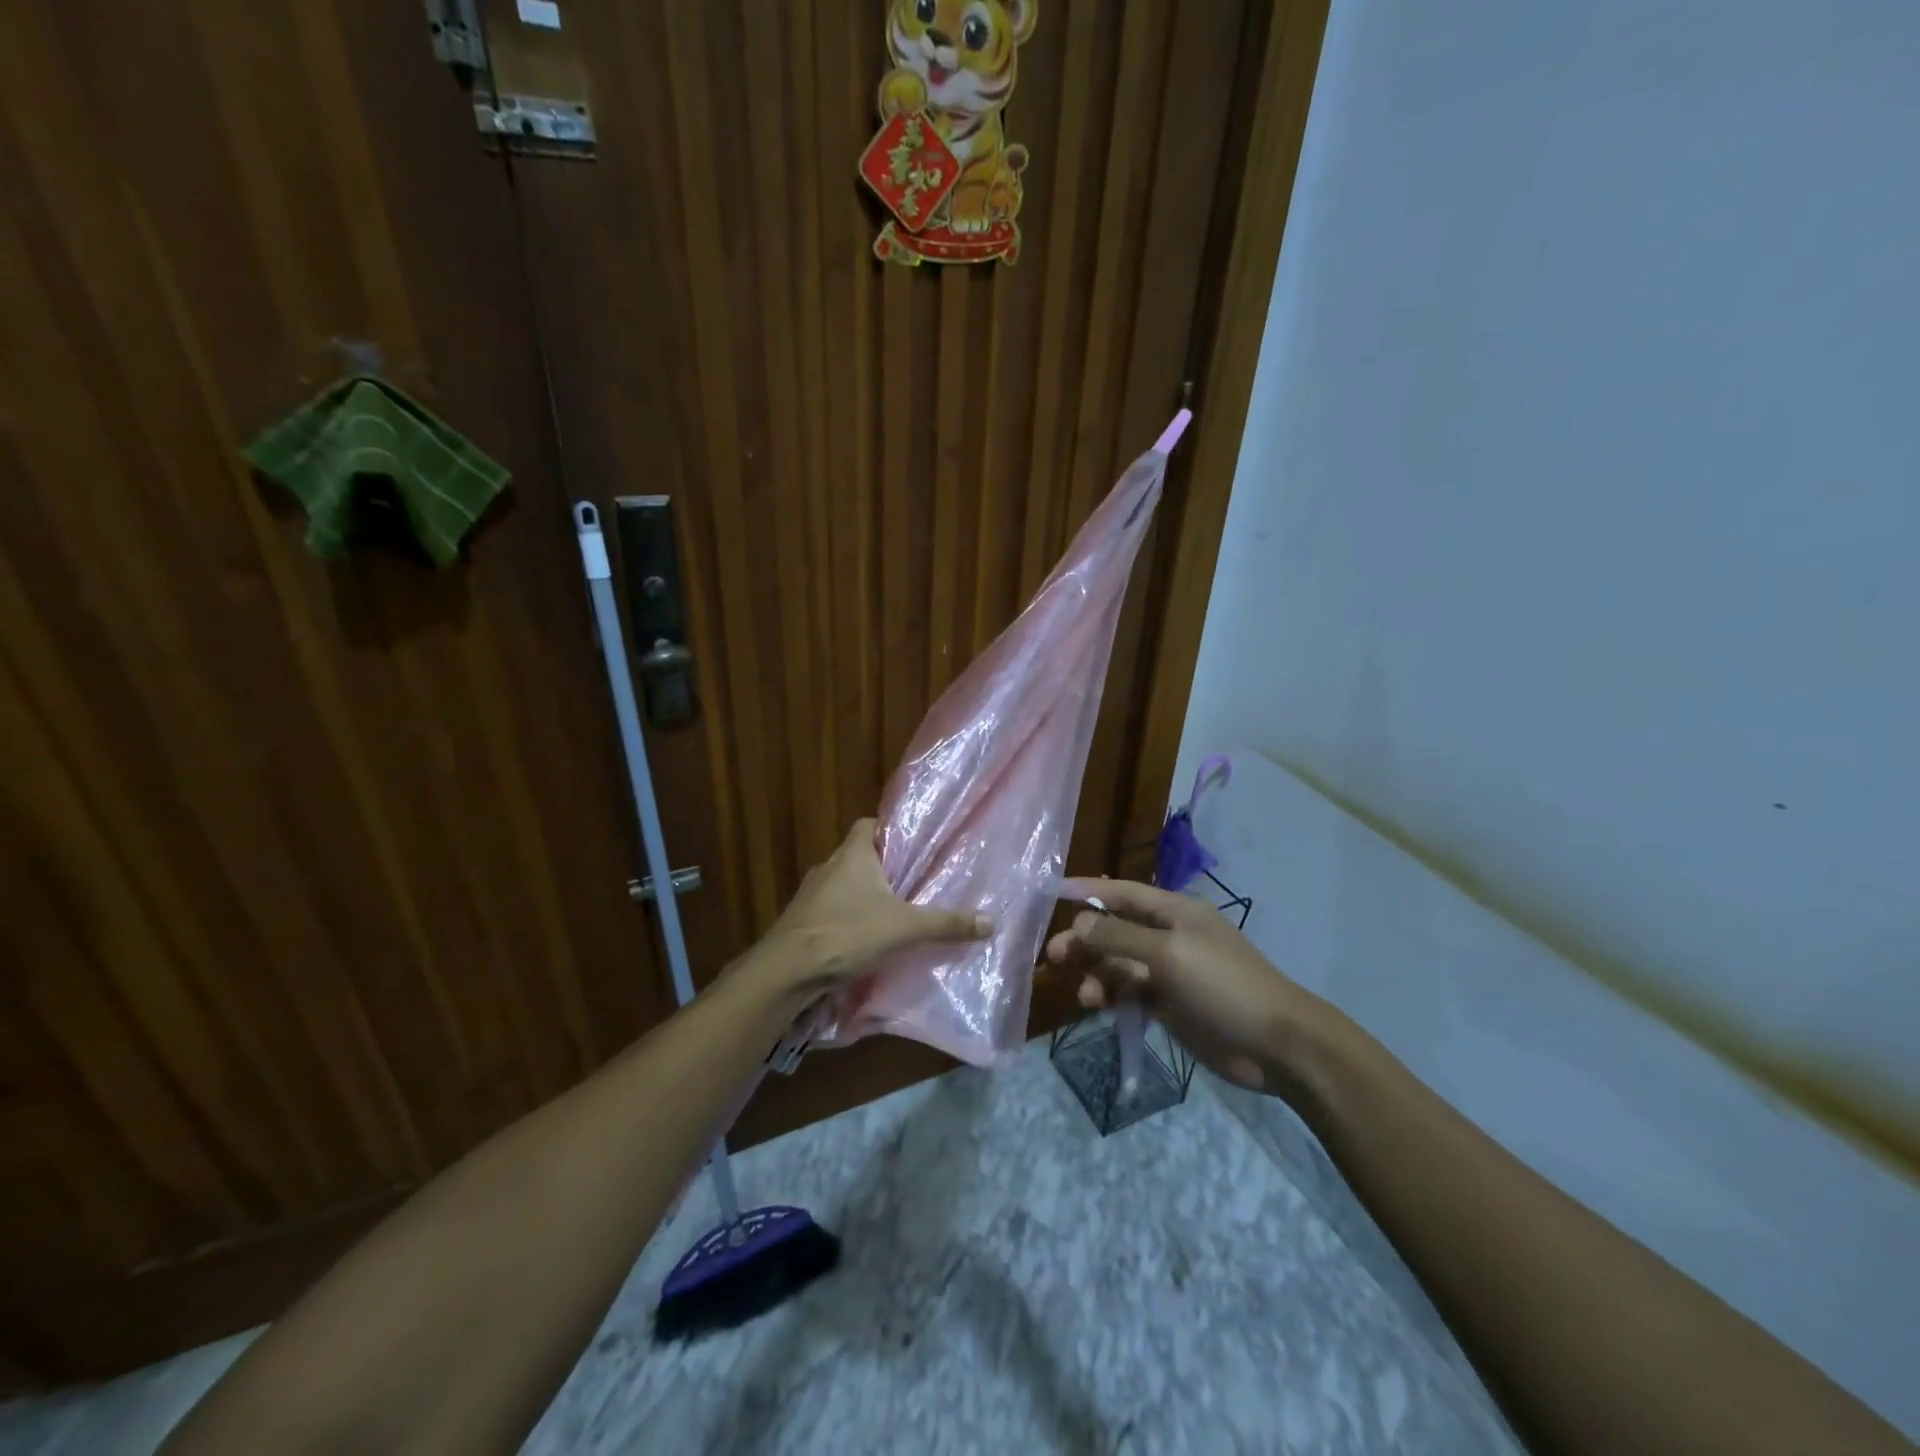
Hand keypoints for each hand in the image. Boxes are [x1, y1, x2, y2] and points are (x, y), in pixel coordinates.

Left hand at [746, 820, 990, 996]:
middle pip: (859, 857)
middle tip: (914, 885)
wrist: (786, 972)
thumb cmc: (847, 933)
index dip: (890, 831)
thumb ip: (947, 924)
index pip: (869, 824)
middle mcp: (828, 866)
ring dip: (865, 898)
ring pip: (845, 887)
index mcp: (852, 854)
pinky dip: (848, 921)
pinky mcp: (801, 922)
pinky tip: (865, 941)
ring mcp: (810, 895)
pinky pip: (831, 912)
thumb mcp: (905, 928)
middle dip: (884, 870)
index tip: (913, 847)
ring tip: (894, 914)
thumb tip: (991, 921)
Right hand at [1046, 878, 1328, 1099]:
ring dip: (1098, 974)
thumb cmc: (1223, 985)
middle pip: (1115, 930)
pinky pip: (1129, 992)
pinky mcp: (1168, 1004)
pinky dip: (1112, 996)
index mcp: (1174, 912)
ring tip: (1086, 997)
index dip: (1088, 890)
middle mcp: (1168, 936)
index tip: (1051, 894)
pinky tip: (1099, 1007)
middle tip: (1055, 956)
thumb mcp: (1168, 954)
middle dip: (1085, 940)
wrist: (1275, 1044)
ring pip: (1118, 965)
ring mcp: (1169, 971)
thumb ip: (1119, 937)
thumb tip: (1078, 923)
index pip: (1122, 892)